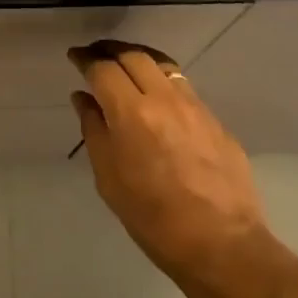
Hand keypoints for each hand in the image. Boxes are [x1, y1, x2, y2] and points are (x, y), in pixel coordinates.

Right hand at [69, 41, 277, 289]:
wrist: (222, 246)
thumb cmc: (153, 219)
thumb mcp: (108, 179)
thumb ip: (94, 130)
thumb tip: (84, 98)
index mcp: (131, 113)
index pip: (103, 68)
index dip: (85, 59)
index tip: (75, 56)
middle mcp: (163, 99)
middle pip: (133, 55)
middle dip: (110, 50)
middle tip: (96, 55)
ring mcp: (194, 107)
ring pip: (162, 64)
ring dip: (138, 58)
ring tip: (125, 66)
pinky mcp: (215, 121)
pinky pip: (183, 87)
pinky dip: (162, 80)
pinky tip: (158, 96)